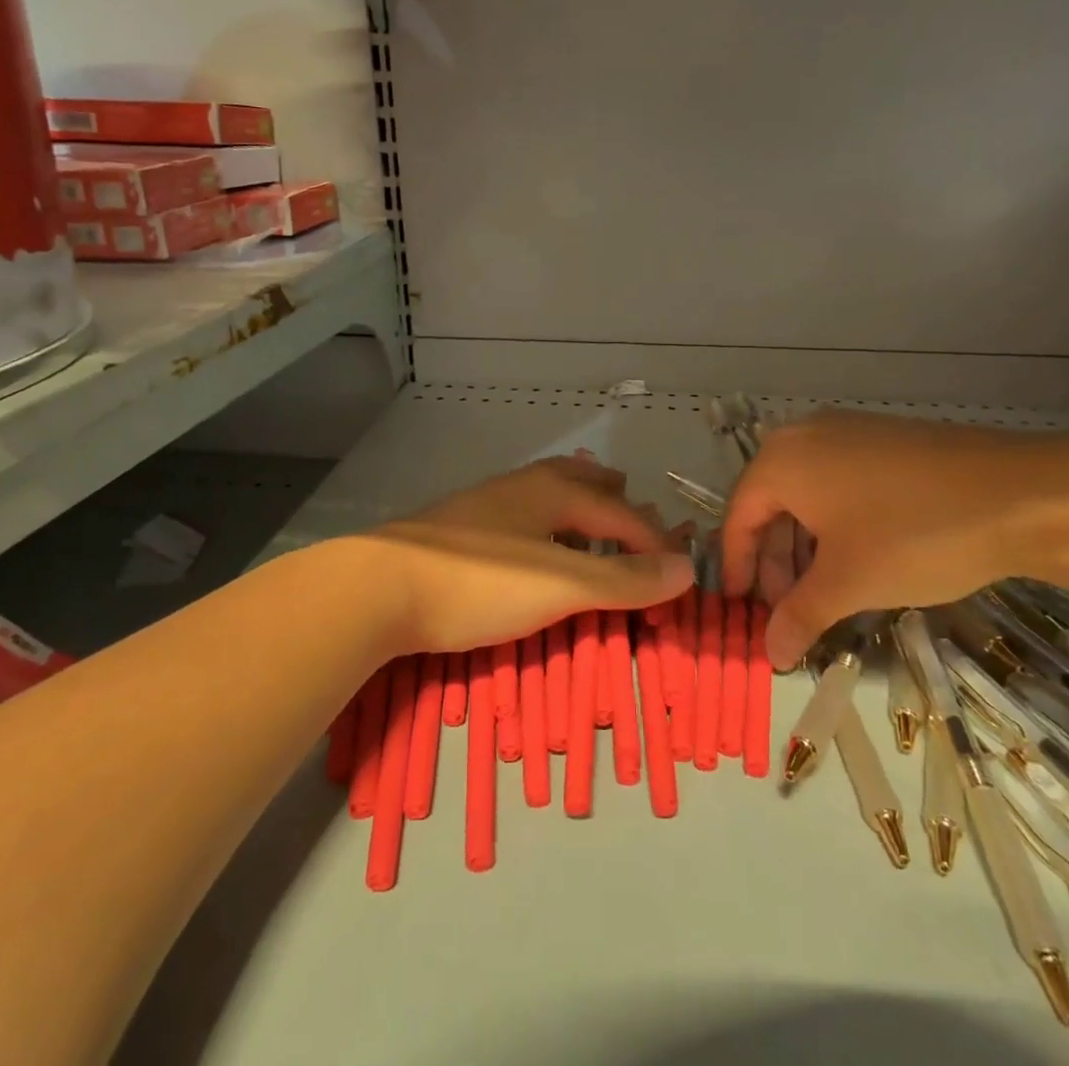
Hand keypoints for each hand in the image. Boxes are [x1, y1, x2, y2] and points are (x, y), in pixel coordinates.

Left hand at [372, 456, 693, 655]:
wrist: (380, 587)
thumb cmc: (482, 582)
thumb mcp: (563, 584)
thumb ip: (625, 580)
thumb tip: (689, 569)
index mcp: (553, 490)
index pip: (621, 514)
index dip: (654, 543)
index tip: (676, 577)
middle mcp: (522, 486)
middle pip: (581, 481)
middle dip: (613, 499)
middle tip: (634, 512)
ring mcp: (485, 504)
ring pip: (547, 496)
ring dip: (578, 510)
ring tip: (590, 528)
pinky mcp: (458, 528)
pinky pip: (521, 517)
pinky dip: (546, 527)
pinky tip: (532, 550)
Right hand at [721, 411, 1067, 669]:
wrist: (1020, 493)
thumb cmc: (913, 535)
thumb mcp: (849, 583)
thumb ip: (800, 616)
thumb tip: (770, 656)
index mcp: (781, 460)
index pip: (739, 516)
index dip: (738, 566)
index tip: (743, 608)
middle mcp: (804, 435)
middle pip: (771, 504)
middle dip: (776, 561)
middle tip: (791, 609)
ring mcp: (846, 431)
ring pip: (806, 494)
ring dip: (806, 546)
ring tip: (827, 591)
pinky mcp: (883, 438)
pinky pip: (838, 481)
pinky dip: (835, 522)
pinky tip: (859, 557)